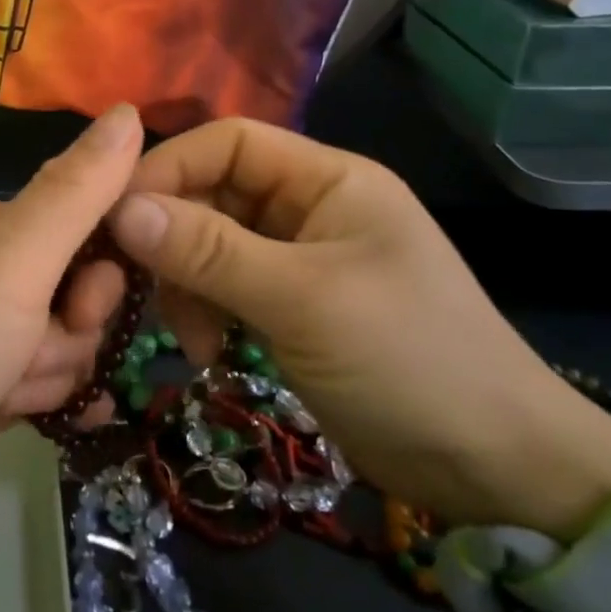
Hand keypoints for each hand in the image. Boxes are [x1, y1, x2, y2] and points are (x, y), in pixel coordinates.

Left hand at [0, 105, 142, 546]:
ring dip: (50, 373)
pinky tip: (64, 419)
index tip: (85, 304)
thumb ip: (75, 191)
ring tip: (4, 395)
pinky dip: (55, 400)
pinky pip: (45, 383)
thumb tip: (129, 111)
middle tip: (30, 355)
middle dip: (67, 331)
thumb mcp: (9, 261)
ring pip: (63, 343)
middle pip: (73, 290)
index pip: (78, 221)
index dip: (98, 265)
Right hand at [108, 119, 610, 537]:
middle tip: (143, 289)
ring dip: (187, 285)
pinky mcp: (288, 304)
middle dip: (174, 240)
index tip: (117, 218)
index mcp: (327, 178)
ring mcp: (297, 257)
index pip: (228, 142)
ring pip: (210, 244)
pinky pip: (225, 287)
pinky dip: (206, 312)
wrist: (493, 468)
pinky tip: (210, 352)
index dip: (169, 168)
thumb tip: (121, 210)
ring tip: (193, 340)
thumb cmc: (408, 361)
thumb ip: (210, 251)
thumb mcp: (302, 300)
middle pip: (213, 193)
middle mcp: (308, 206)